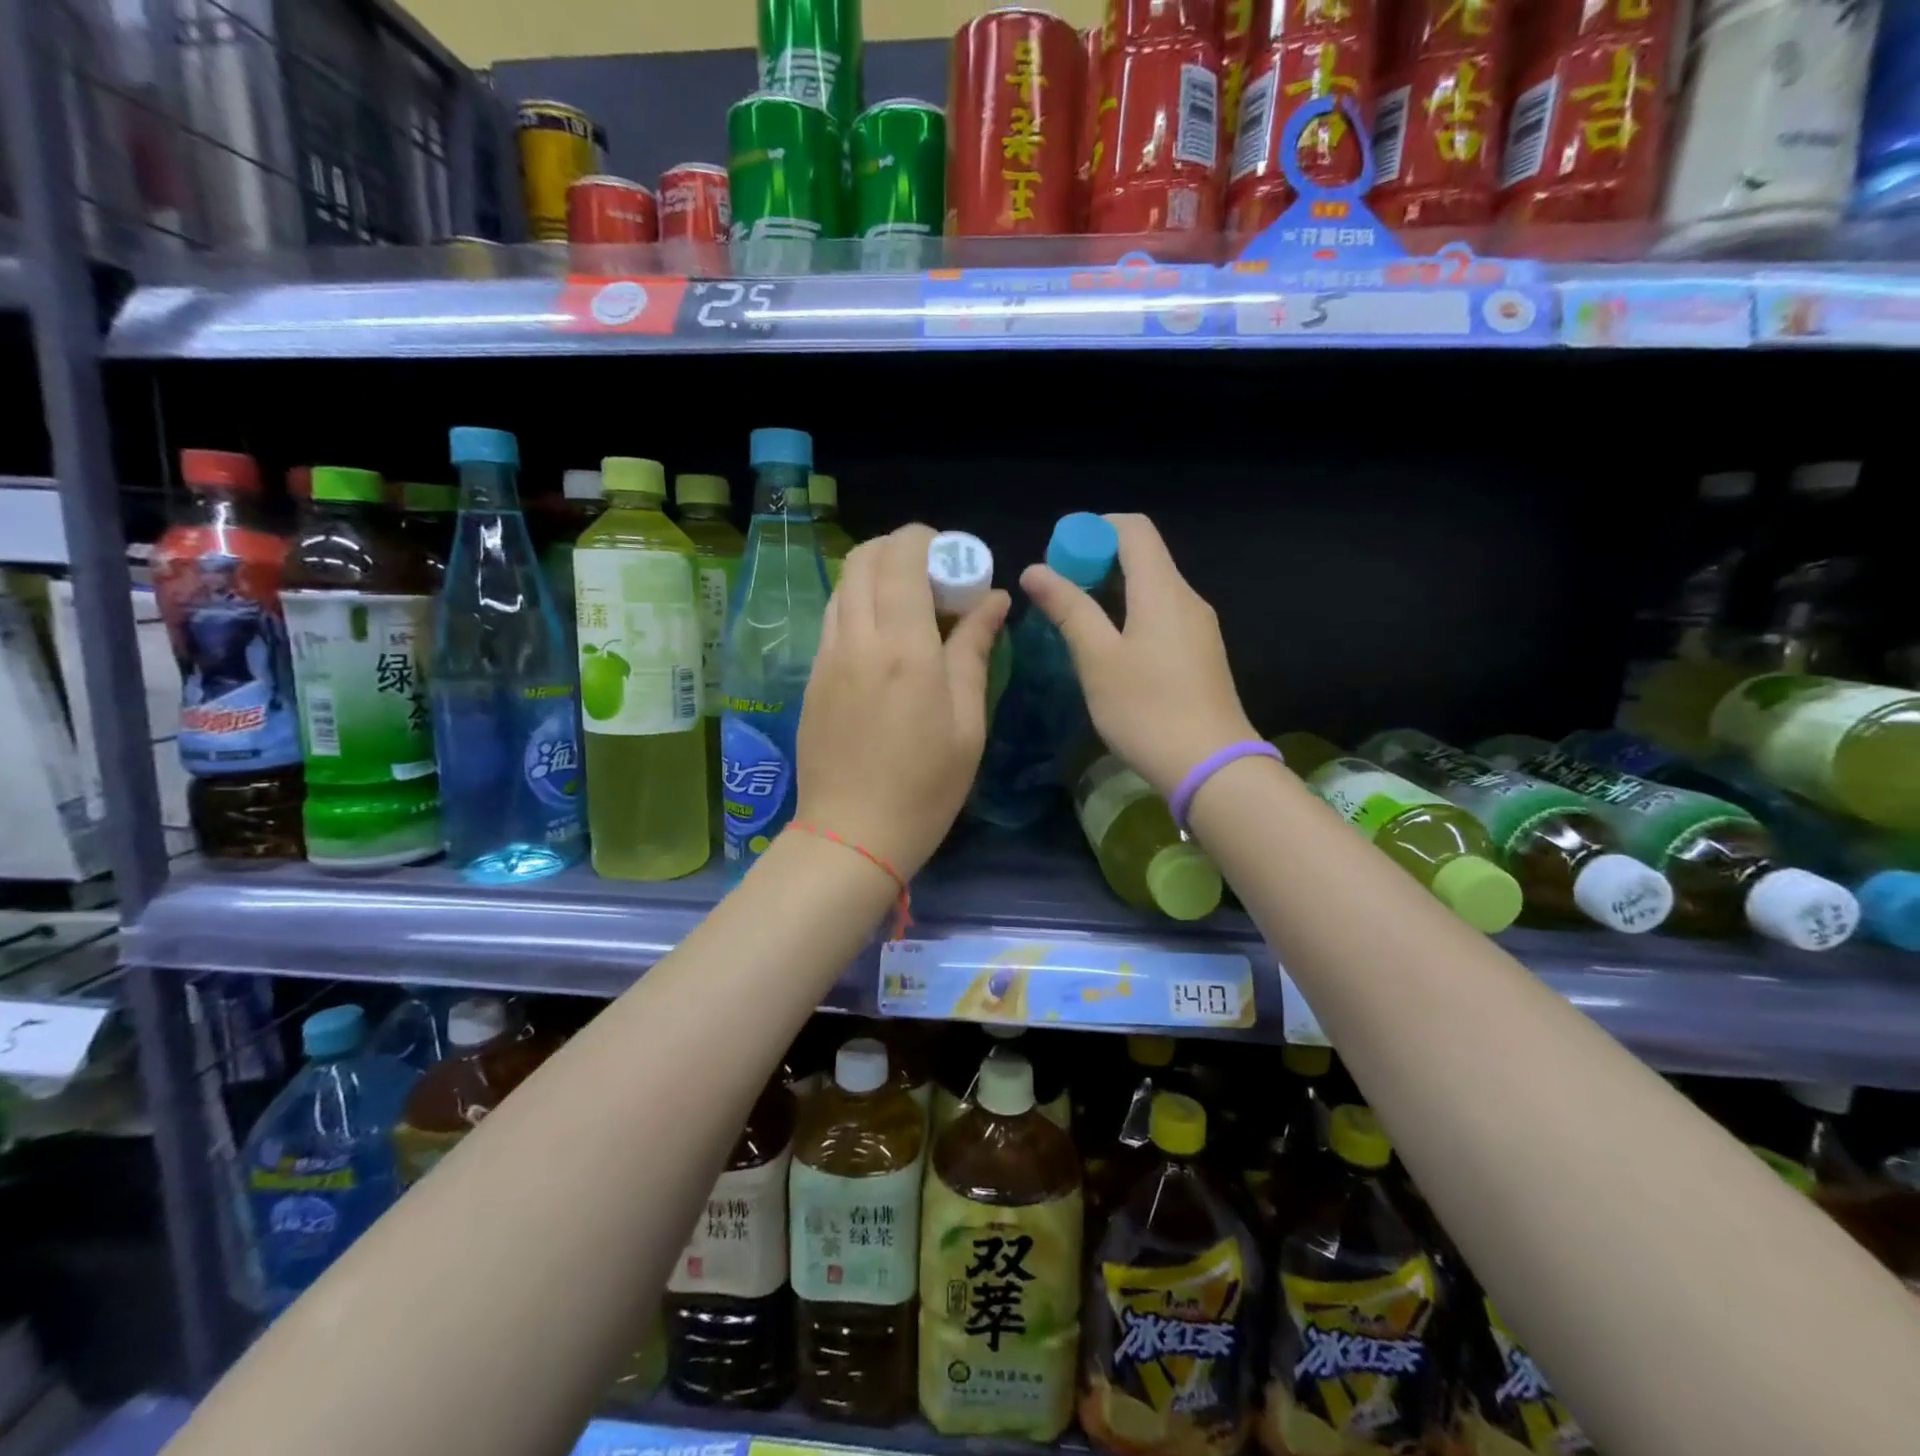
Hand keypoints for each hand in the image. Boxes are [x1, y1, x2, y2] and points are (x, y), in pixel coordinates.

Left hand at [796, 524, 1010, 877]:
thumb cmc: (925, 786)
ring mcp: (826, 656)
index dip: (928, 541)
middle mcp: (856, 639)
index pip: (901, 556)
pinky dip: (860, 606)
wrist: (851, 835)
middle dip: (900, 549)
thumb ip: (974, 650)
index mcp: (902, 647)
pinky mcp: (812, 677)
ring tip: (912, 609)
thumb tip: (993, 599)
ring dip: (877, 577)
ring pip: (844, 586)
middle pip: (864, 559)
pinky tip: (885, 642)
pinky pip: (834, 618)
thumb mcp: (967, 722)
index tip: (956, 560)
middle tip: (936, 580)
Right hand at [1020, 513, 1255, 797]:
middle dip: (1096, 561)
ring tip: (1075, 621)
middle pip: (1143, 556)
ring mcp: (1198, 627)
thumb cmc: (1147, 710)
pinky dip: (1130, 614)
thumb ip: (1068, 609)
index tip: (1059, 555)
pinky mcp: (1201, 653)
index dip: (1092, 529)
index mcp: (1163, 590)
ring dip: (1111, 591)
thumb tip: (1035, 569)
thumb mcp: (1097, 659)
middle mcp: (1187, 598)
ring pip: (1151, 588)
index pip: (1133, 529)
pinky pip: (1162, 615)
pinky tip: (1108, 649)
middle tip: (1057, 592)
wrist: (1211, 767)